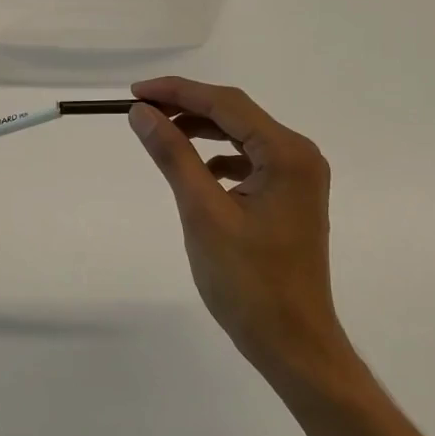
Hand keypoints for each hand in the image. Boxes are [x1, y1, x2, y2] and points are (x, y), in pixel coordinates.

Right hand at [128, 77, 354, 389]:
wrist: (293, 343)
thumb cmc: (248, 281)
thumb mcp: (203, 212)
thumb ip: (173, 155)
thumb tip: (143, 113)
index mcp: (286, 153)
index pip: (226, 104)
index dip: (177, 92)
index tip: (135, 93)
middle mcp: (299, 156)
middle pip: (236, 115)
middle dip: (187, 109)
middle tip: (141, 112)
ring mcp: (298, 178)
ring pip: (242, 137)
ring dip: (201, 132)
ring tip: (161, 135)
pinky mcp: (290, 198)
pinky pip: (250, 162)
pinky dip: (218, 158)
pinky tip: (197, 170)